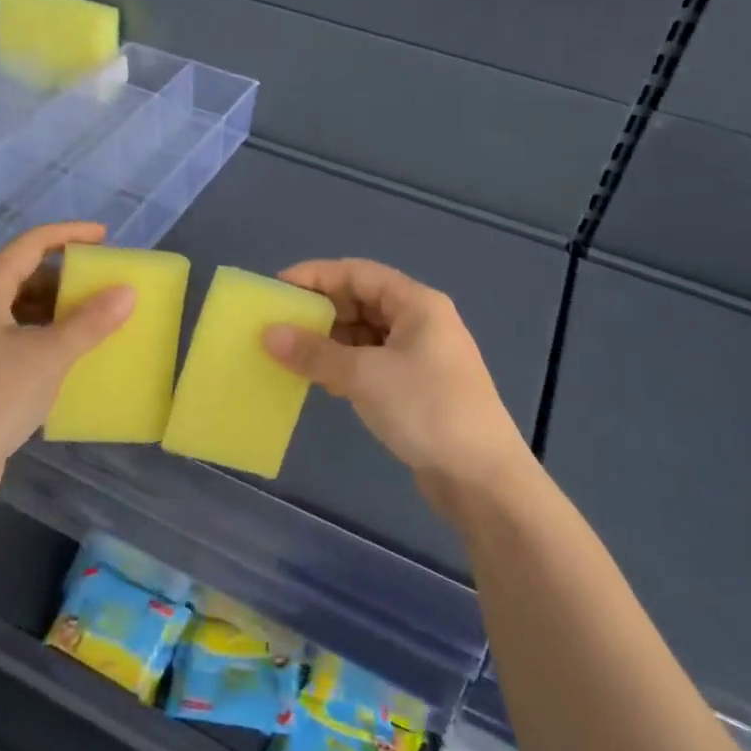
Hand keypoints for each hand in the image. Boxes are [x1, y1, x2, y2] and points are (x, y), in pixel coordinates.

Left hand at [0, 222, 133, 523]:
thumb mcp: (49, 355)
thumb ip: (90, 321)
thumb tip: (127, 291)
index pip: (30, 245)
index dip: (68, 234)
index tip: (105, 237)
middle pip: (25, 276)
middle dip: (66, 276)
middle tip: (105, 283)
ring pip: (22, 310)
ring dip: (59, 309)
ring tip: (97, 319)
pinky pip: (19, 339)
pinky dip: (47, 337)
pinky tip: (72, 356)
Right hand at [262, 259, 532, 514]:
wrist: (482, 478)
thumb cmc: (426, 409)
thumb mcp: (365, 376)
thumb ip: (315, 352)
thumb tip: (269, 333)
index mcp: (417, 303)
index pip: (358, 273)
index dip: (316, 275)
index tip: (277, 287)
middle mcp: (420, 321)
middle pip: (362, 300)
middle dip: (321, 309)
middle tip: (279, 323)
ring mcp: (421, 355)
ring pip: (365, 333)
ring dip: (330, 340)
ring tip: (292, 352)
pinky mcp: (416, 386)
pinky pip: (372, 361)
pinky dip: (345, 364)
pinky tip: (321, 378)